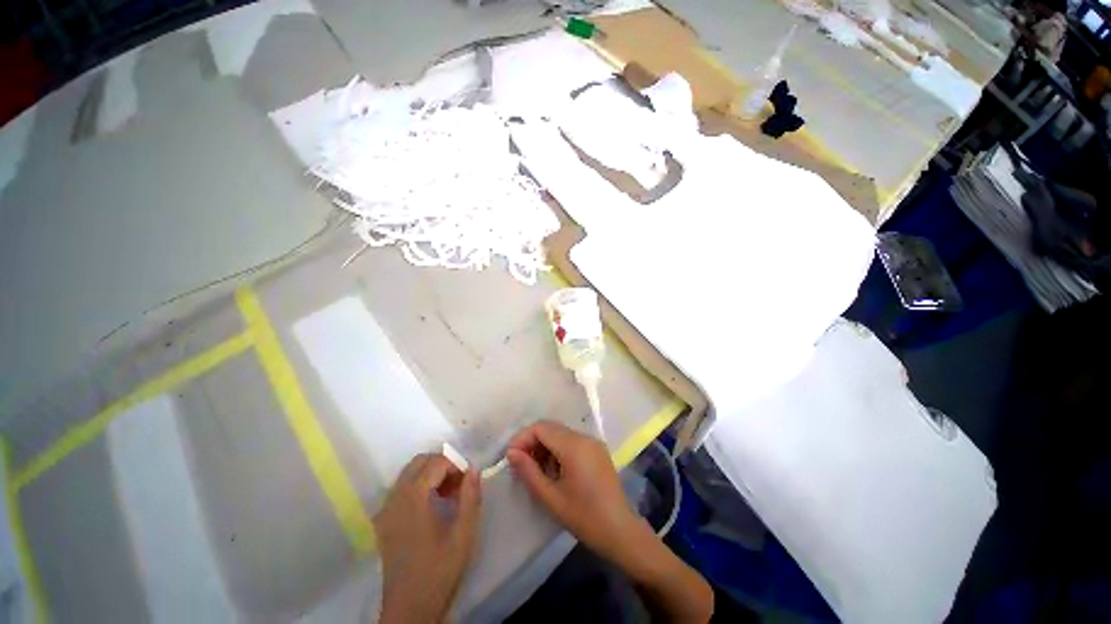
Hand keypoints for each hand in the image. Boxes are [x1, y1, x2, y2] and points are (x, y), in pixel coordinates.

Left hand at [375, 454, 480, 623]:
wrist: (410, 609)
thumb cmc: (440, 570)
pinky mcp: (383, 522)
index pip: (436, 463)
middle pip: (419, 462)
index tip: (469, 481)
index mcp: (413, 499)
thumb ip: (470, 496)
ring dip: (431, 475)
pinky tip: (432, 506)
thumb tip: (473, 469)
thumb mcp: (464, 533)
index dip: (456, 465)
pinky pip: (401, 489)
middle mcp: (395, 498)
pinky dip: (419, 486)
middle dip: (442, 465)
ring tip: (449, 495)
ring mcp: (386, 510)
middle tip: (459, 484)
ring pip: (409, 474)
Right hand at [506, 420, 641, 562]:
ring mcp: (593, 442)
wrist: (620, 530)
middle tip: (519, 463)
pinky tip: (553, 469)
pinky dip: (558, 449)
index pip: (541, 428)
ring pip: (561, 433)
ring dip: (545, 445)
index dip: (522, 438)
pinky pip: (572, 441)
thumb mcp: (551, 497)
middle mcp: (584, 437)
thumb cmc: (584, 517)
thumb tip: (511, 452)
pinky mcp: (597, 450)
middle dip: (532, 441)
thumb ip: (529, 471)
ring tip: (534, 469)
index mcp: (574, 446)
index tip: (510, 456)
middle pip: (551, 428)